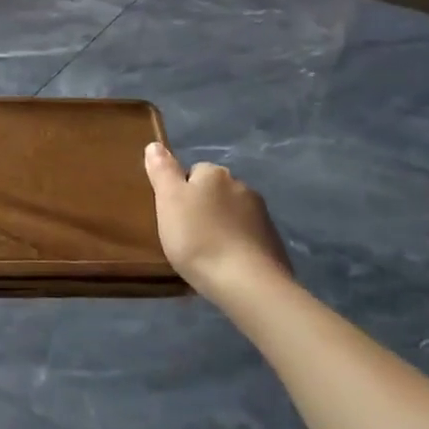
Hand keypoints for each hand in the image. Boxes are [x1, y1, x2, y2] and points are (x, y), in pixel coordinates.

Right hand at [144, 142, 291, 303]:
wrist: (248, 283)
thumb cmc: (198, 238)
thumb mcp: (168, 201)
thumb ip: (162, 170)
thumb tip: (155, 145)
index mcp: (214, 174)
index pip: (193, 172)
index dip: (180, 193)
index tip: (173, 216)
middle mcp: (241, 186)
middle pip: (214, 192)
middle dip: (203, 208)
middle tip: (186, 236)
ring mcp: (261, 215)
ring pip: (232, 214)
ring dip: (220, 226)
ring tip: (206, 254)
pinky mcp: (273, 242)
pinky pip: (247, 236)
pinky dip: (237, 245)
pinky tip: (227, 265)